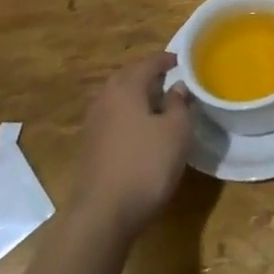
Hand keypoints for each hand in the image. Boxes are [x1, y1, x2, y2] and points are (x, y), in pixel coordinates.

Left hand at [69, 51, 193, 242]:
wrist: (103, 214)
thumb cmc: (146, 164)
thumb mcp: (177, 131)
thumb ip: (179, 103)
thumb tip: (177, 87)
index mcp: (126, 87)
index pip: (149, 62)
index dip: (167, 60)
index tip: (183, 61)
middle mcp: (105, 98)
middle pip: (129, 77)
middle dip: (149, 75)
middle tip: (171, 80)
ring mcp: (93, 123)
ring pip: (119, 98)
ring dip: (137, 97)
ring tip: (159, 105)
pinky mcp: (90, 146)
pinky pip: (113, 118)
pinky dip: (128, 116)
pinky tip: (142, 130)